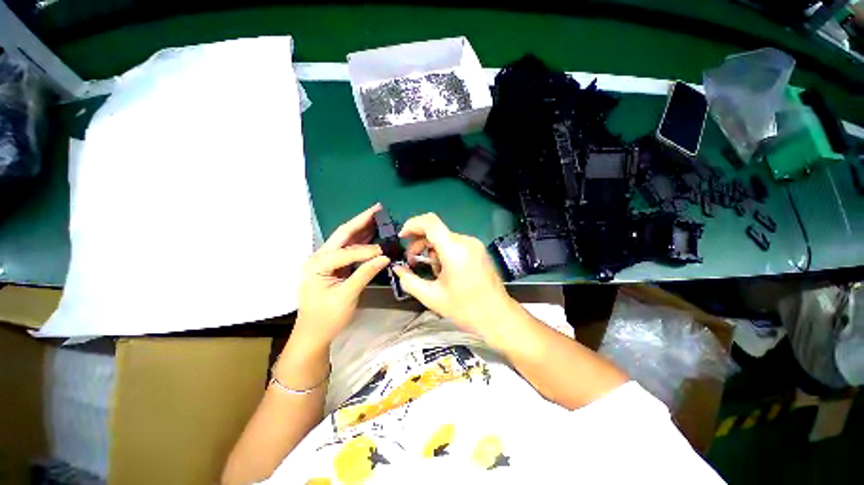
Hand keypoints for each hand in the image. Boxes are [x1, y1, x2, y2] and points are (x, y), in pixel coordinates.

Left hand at [292, 203, 390, 350]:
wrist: (313, 334)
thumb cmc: (327, 318)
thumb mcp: (346, 296)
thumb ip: (364, 274)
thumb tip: (384, 257)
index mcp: (318, 264)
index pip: (347, 252)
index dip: (368, 250)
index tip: (386, 250)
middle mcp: (319, 257)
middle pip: (343, 234)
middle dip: (360, 220)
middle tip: (377, 208)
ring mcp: (326, 261)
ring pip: (346, 240)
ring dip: (361, 228)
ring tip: (376, 216)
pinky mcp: (333, 266)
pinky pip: (349, 250)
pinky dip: (361, 241)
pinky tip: (371, 234)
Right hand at [392, 213, 519, 339]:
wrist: (498, 316)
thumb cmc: (465, 309)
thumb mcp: (432, 297)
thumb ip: (410, 281)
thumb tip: (397, 269)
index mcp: (454, 250)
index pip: (430, 223)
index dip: (412, 224)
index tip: (402, 237)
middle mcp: (466, 241)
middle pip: (436, 231)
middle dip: (420, 244)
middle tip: (412, 262)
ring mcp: (474, 245)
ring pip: (445, 238)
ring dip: (432, 250)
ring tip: (432, 271)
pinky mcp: (479, 250)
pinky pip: (455, 244)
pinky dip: (444, 252)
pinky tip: (445, 270)